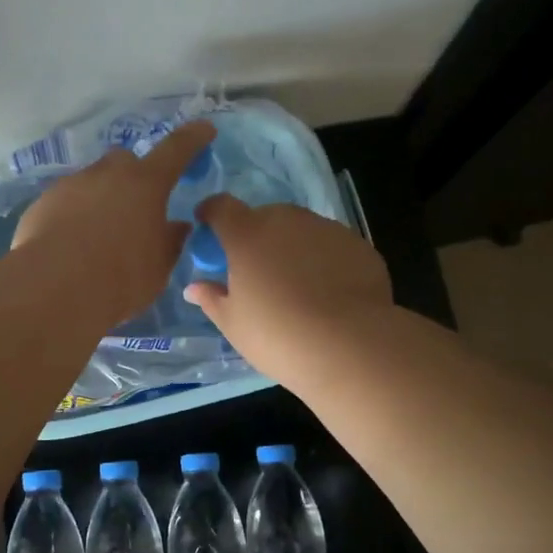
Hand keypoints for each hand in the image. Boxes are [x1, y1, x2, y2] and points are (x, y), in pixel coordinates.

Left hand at [10, 118, 215, 326]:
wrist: (52, 288)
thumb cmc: (120, 277)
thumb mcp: (158, 267)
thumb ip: (169, 241)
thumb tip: (176, 227)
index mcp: (146, 184)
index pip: (176, 150)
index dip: (193, 138)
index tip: (204, 129)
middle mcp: (107, 174)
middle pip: (125, 161)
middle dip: (134, 177)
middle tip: (137, 208)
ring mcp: (70, 185)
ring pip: (92, 182)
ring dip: (101, 199)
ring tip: (99, 235)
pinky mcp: (41, 204)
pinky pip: (65, 203)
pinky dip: (73, 216)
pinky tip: (71, 245)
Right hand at [184, 196, 394, 384]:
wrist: (350, 346)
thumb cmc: (277, 336)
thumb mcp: (233, 324)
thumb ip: (211, 299)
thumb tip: (194, 287)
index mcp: (247, 235)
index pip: (221, 206)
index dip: (211, 213)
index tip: (208, 226)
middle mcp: (286, 221)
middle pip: (263, 217)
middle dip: (255, 236)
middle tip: (256, 271)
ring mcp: (326, 229)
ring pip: (300, 229)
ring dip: (292, 246)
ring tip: (297, 285)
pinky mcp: (358, 245)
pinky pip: (330, 246)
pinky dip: (324, 260)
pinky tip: (329, 293)